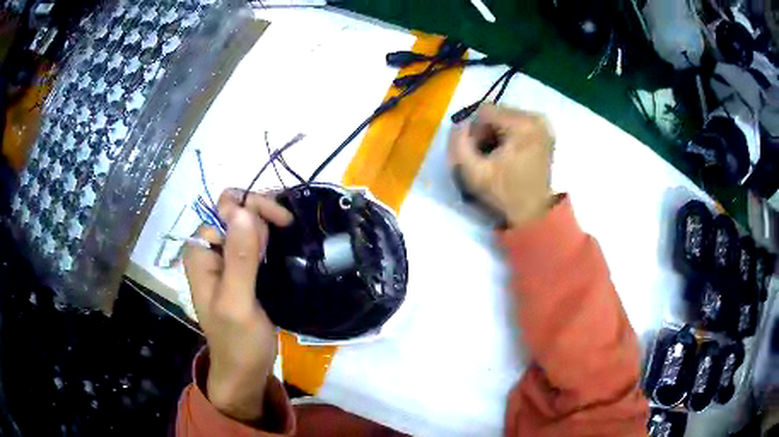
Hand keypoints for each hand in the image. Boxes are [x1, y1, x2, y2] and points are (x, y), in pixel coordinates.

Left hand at [183, 189, 292, 422]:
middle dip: (262, 212)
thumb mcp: (237, 302)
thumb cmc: (238, 342)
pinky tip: (285, 240)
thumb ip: (239, 258)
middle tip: (288, 228)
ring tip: (289, 234)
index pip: (225, 208)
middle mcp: (209, 248)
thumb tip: (243, 209)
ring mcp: (225, 257)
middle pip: (236, 210)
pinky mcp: (241, 268)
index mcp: (200, 252)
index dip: (253, 208)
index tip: (281, 223)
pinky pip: (255, 239)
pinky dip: (271, 235)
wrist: (245, 370)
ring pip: (247, 222)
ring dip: (269, 223)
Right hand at [449, 103, 554, 227]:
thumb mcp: (472, 173)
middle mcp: (536, 118)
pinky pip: (517, 124)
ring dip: (495, 135)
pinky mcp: (545, 132)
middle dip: (485, 132)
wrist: (534, 215)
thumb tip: (458, 125)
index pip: (484, 111)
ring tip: (497, 158)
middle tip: (485, 157)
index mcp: (522, 124)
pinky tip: (508, 155)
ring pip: (505, 118)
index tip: (477, 154)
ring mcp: (543, 125)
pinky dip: (508, 136)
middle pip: (496, 113)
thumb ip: (458, 144)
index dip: (474, 131)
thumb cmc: (505, 195)